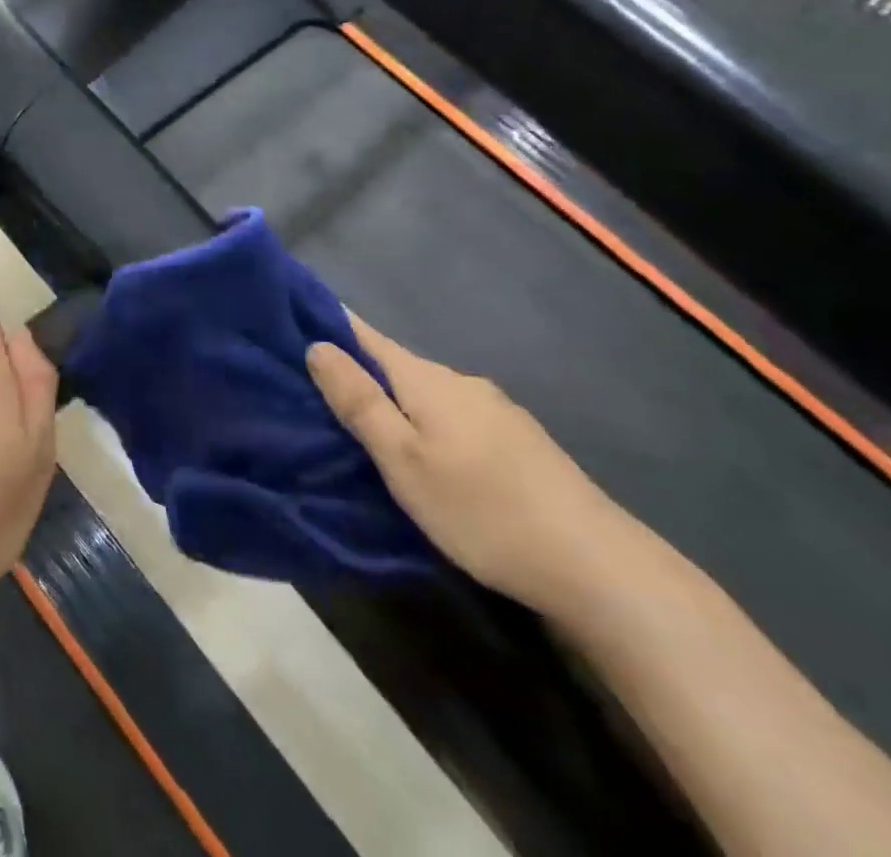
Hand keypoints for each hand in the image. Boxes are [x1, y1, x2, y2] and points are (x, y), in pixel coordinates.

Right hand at [307, 313, 637, 614]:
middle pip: (395, 364)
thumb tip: (317, 344)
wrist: (598, 567)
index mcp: (426, 379)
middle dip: (358, 371)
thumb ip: (359, 402)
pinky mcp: (518, 442)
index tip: (292, 322)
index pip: (364, 334)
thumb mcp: (403, 460)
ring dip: (395, 401)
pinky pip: (454, 417)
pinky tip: (427, 454)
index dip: (328, 324)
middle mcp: (460, 382)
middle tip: (315, 392)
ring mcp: (495, 410)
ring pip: (427, 394)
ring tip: (365, 428)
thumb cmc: (481, 509)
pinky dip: (427, 423)